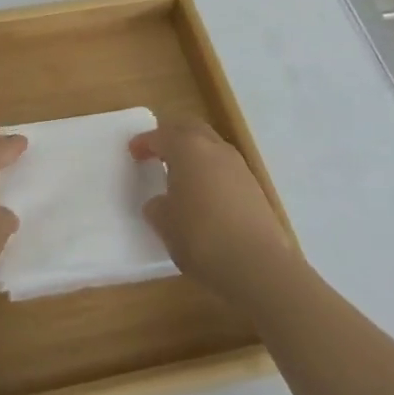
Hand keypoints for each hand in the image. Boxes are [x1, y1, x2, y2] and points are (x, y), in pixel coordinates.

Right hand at [131, 120, 296, 306]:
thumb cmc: (202, 238)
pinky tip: (205, 196)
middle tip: (158, 150)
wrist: (260, 266)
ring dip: (194, 153)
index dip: (144, 143)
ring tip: (181, 174)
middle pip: (190, 128)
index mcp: (187, 148)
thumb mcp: (166, 226)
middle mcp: (214, 148)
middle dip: (172, 135)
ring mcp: (238, 166)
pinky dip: (210, 172)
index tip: (133, 152)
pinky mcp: (254, 187)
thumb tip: (160, 203)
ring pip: (210, 146)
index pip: (161, 136)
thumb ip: (158, 208)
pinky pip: (225, 168)